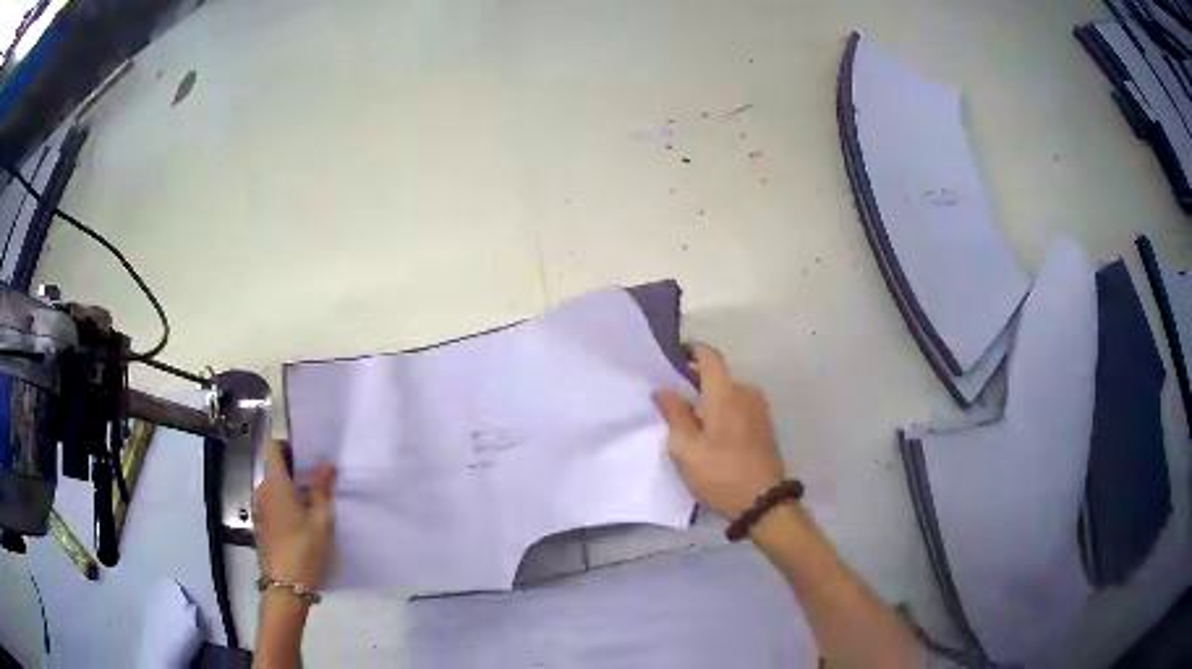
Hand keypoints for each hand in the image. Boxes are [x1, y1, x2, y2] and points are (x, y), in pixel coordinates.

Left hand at [253, 439, 335, 590]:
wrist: (286, 587)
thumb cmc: (305, 549)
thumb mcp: (322, 520)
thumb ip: (322, 489)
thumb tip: (325, 464)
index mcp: (275, 483)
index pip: (272, 447)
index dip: (287, 445)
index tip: (306, 457)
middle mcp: (262, 490)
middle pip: (274, 468)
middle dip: (293, 472)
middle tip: (317, 485)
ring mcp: (258, 508)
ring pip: (273, 488)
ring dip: (289, 491)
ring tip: (311, 508)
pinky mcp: (259, 525)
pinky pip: (270, 504)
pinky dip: (283, 506)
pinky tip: (300, 526)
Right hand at [653, 344, 786, 519]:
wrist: (762, 502)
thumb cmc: (720, 473)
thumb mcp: (686, 449)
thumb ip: (674, 414)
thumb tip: (663, 390)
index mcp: (726, 394)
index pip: (710, 357)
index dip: (691, 351)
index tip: (672, 356)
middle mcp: (746, 394)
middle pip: (719, 375)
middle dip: (695, 379)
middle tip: (671, 393)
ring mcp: (759, 410)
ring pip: (729, 392)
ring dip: (709, 397)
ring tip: (688, 415)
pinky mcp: (764, 426)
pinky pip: (739, 406)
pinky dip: (722, 409)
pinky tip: (708, 430)